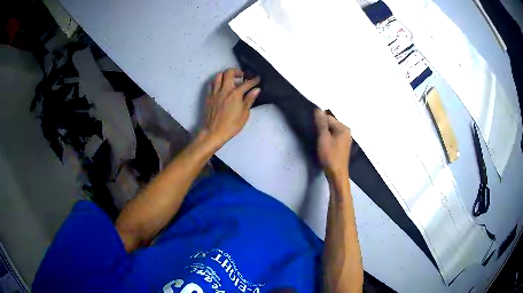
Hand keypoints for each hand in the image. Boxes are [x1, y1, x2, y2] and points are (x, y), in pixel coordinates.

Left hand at [202, 68, 260, 147]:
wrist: (213, 132)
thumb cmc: (231, 125)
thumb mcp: (244, 114)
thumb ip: (249, 100)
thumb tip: (256, 90)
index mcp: (235, 94)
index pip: (246, 83)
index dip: (253, 80)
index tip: (257, 79)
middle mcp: (224, 90)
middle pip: (229, 73)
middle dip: (237, 71)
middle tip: (241, 75)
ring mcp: (215, 93)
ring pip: (218, 76)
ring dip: (225, 74)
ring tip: (230, 79)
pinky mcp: (208, 97)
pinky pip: (211, 84)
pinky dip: (217, 81)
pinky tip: (220, 86)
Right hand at [315, 109, 351, 177]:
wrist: (336, 174)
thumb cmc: (330, 156)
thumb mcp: (323, 138)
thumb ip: (321, 123)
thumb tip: (318, 109)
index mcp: (343, 128)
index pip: (328, 117)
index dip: (319, 122)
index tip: (312, 128)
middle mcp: (346, 132)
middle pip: (330, 124)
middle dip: (322, 127)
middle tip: (315, 136)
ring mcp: (345, 139)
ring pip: (331, 131)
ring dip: (324, 134)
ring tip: (318, 141)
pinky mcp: (342, 146)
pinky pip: (333, 137)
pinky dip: (327, 139)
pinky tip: (323, 145)